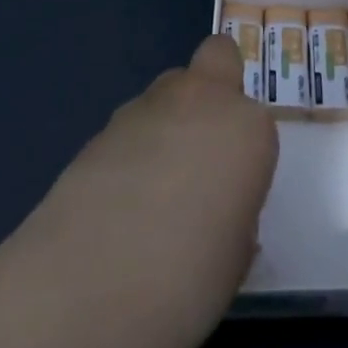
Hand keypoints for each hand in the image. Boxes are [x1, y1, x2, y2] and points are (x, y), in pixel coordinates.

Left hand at [18, 35, 277, 335]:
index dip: (245, 152)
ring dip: (167, 123)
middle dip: (212, 92)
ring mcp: (145, 109)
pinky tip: (114, 206)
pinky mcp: (98, 129)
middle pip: (216, 61)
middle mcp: (200, 101)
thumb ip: (231, 215)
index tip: (234, 192)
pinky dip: (129, 151)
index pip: (256, 121)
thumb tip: (213, 216)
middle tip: (200, 156)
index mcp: (247, 128)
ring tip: (149, 193)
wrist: (90, 287)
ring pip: (166, 93)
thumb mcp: (234, 256)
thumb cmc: (188, 278)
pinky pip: (128, 128)